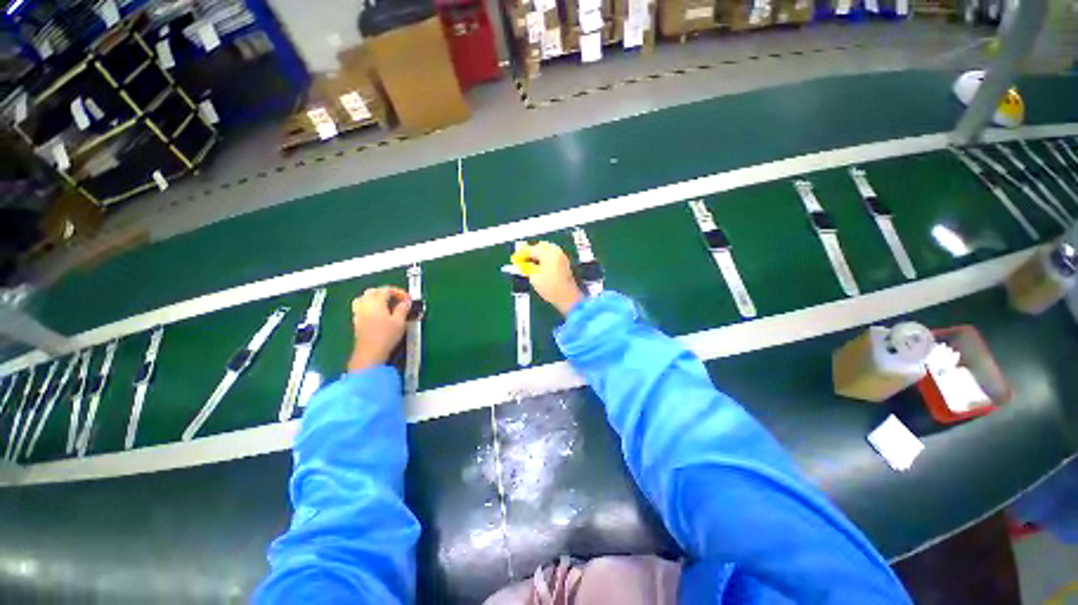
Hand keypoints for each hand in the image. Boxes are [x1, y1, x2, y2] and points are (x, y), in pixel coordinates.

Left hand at [347, 286, 410, 371]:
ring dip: (377, 298)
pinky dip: (370, 305)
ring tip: (388, 304)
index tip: (408, 299)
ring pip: (365, 298)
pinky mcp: (357, 321)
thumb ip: (403, 308)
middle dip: (387, 293)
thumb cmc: (386, 336)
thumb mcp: (400, 321)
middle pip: (374, 291)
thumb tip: (406, 302)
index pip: (386, 290)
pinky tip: (379, 313)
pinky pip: (362, 306)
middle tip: (399, 300)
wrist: (370, 353)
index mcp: (375, 302)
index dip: (399, 292)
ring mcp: (358, 312)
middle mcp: (364, 304)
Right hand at [520, 241, 582, 314]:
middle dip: (531, 252)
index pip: (531, 249)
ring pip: (547, 250)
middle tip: (522, 260)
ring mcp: (562, 256)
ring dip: (538, 255)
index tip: (514, 259)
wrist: (567, 297)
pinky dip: (544, 258)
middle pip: (540, 246)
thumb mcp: (534, 278)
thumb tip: (521, 263)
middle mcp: (556, 251)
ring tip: (530, 264)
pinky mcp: (564, 263)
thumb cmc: (550, 287)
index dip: (521, 254)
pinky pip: (552, 255)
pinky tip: (539, 266)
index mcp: (548, 253)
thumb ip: (527, 268)